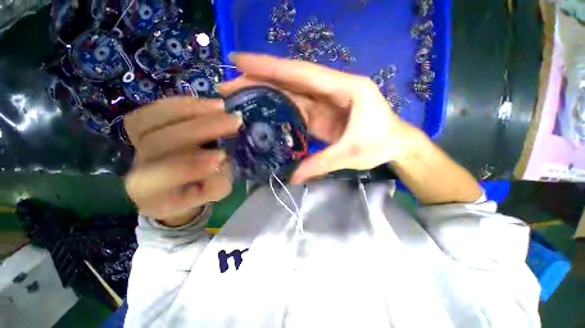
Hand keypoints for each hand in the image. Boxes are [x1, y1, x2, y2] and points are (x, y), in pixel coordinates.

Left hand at [123, 97, 241, 225]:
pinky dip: (180, 103)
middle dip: (199, 129)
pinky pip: (151, 109)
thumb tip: (223, 161)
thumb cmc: (196, 191)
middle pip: (157, 143)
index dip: (190, 166)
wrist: (176, 184)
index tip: (222, 156)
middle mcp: (136, 167)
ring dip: (190, 110)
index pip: (160, 178)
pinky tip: (205, 103)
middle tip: (232, 121)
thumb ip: (217, 184)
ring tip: (221, 107)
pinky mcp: (141, 128)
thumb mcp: (212, 194)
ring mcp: (135, 145)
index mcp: (151, 193)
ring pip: (149, 120)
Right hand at [218, 53, 419, 183]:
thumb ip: (321, 163)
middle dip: (259, 78)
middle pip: (291, 81)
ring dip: (264, 92)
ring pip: (290, 93)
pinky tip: (261, 110)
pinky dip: (277, 108)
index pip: (302, 73)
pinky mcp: (321, 115)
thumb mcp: (351, 154)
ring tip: (238, 94)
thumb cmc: (380, 143)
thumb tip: (293, 177)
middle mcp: (332, 89)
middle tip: (229, 82)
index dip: (270, 66)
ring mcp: (325, 102)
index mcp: (344, 88)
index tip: (241, 61)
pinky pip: (296, 108)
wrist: (395, 144)